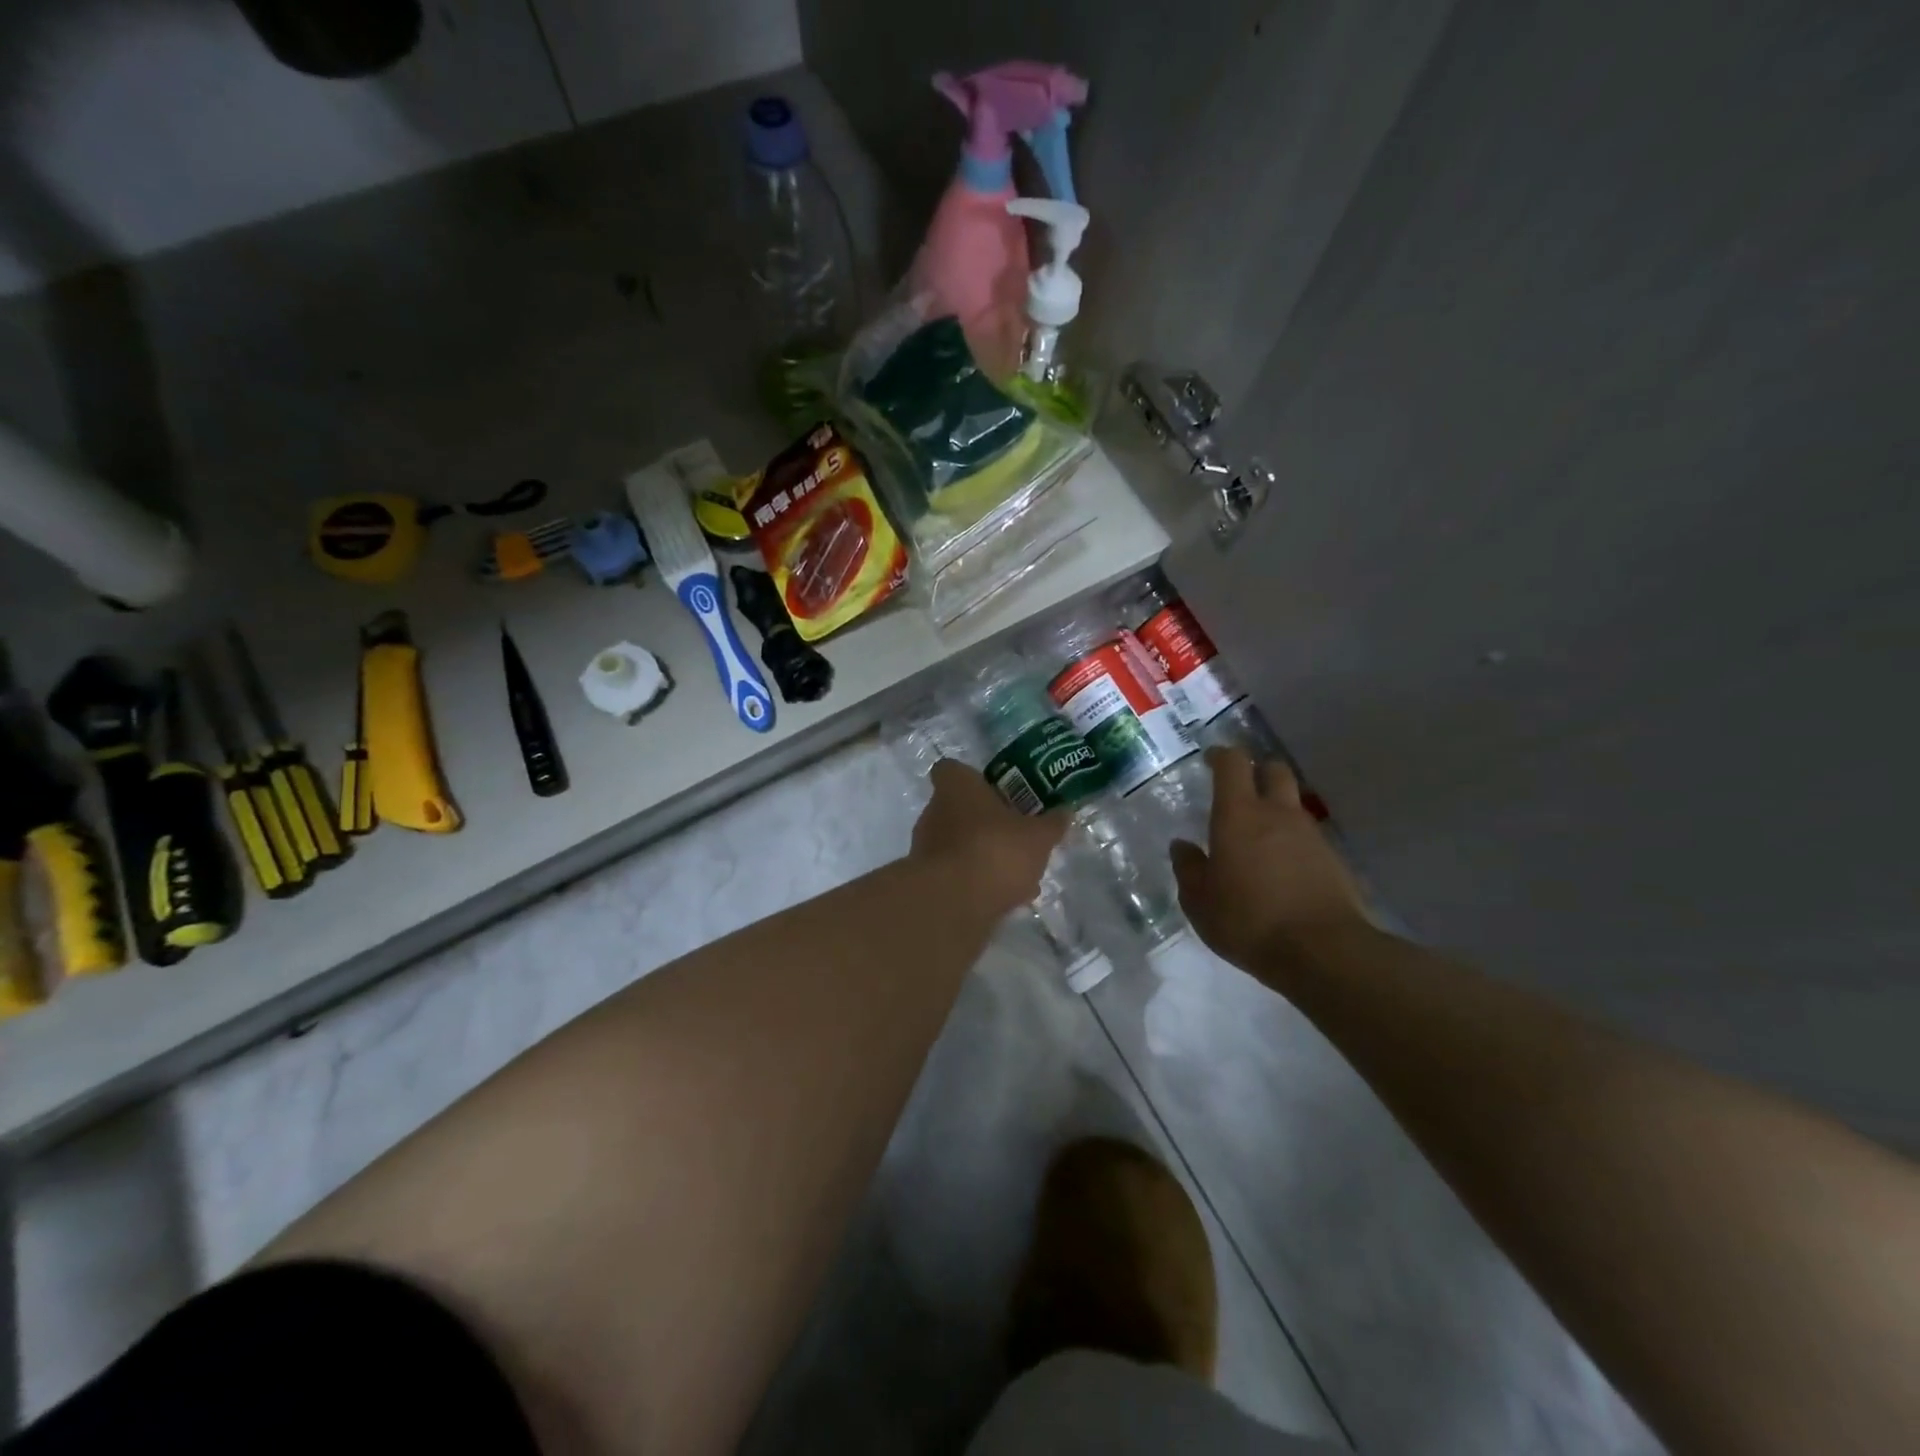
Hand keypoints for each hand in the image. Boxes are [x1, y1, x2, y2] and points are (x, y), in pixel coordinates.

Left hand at [909, 759, 1067, 914]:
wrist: (953, 904)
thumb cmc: (995, 851)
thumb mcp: (1038, 836)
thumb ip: (1052, 823)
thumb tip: (1065, 811)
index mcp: (957, 787)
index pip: (951, 769)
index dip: (971, 778)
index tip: (994, 790)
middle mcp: (934, 811)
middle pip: (958, 808)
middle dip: (984, 821)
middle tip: (1015, 833)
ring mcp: (926, 847)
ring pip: (959, 843)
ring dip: (983, 853)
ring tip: (1019, 873)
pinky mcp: (928, 880)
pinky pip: (957, 873)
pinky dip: (977, 881)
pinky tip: (1007, 897)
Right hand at [1171, 748, 1368, 973]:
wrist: (1323, 951)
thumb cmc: (1248, 920)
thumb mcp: (1199, 901)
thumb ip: (1188, 869)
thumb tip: (1182, 846)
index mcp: (1239, 814)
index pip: (1233, 764)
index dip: (1221, 756)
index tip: (1210, 760)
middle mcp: (1278, 814)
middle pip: (1274, 770)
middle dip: (1257, 771)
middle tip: (1241, 789)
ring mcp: (1311, 835)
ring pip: (1294, 804)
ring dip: (1277, 809)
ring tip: (1260, 837)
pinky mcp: (1334, 860)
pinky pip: (1309, 838)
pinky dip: (1294, 842)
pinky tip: (1283, 869)